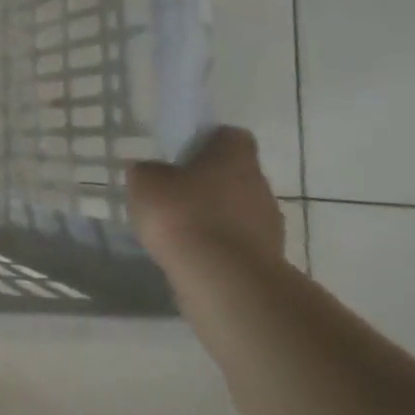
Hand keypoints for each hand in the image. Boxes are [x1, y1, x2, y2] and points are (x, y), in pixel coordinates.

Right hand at [127, 126, 284, 278]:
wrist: (223, 278)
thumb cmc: (182, 214)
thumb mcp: (145, 182)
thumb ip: (149, 171)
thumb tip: (154, 172)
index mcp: (235, 157)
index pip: (231, 136)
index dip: (209, 141)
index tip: (184, 153)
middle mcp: (260, 185)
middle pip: (236, 174)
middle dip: (209, 182)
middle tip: (175, 193)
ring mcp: (269, 224)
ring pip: (239, 210)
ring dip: (215, 216)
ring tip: (181, 230)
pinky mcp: (267, 258)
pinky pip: (239, 241)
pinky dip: (219, 244)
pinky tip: (192, 254)